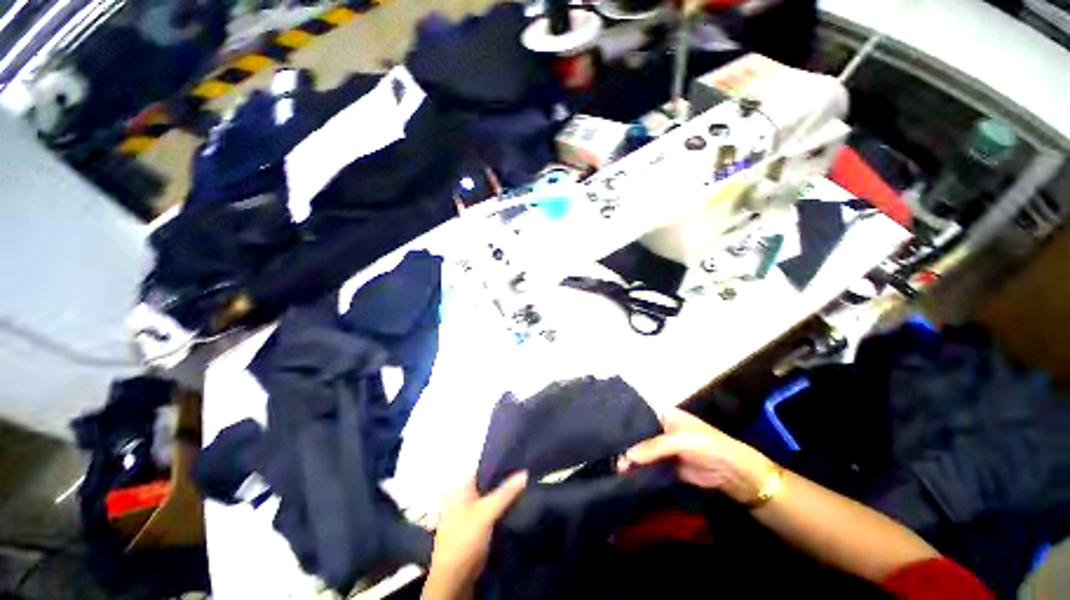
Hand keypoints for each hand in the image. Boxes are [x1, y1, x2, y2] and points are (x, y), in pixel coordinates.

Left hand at [422, 472, 527, 599]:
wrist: (454, 581)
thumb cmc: (465, 539)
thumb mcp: (486, 513)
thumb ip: (505, 492)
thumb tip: (524, 472)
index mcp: (460, 489)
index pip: (482, 469)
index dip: (499, 464)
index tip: (519, 460)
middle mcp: (462, 498)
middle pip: (487, 484)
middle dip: (504, 481)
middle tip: (525, 474)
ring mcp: (467, 515)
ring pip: (490, 499)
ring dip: (504, 497)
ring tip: (525, 488)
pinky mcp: (474, 529)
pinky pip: (491, 513)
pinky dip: (501, 510)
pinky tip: (516, 507)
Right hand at [618, 407, 774, 504]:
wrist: (735, 474)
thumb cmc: (707, 445)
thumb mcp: (679, 441)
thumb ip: (652, 447)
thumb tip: (625, 457)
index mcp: (665, 415)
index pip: (639, 416)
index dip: (625, 423)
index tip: (606, 431)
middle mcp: (662, 430)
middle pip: (639, 436)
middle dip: (625, 444)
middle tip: (606, 452)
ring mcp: (666, 450)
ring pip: (643, 453)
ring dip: (631, 460)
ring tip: (612, 466)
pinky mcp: (669, 467)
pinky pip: (651, 467)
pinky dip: (640, 471)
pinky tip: (625, 474)